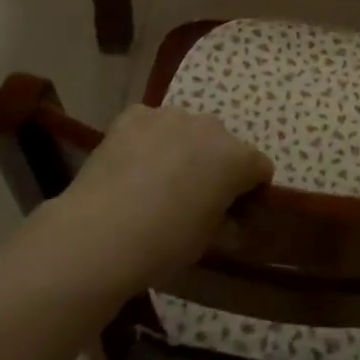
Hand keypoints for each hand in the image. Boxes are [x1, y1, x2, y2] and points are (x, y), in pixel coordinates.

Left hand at [61, 105, 273, 287]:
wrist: (100, 233)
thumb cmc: (164, 244)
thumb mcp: (205, 243)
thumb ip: (224, 223)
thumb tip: (229, 221)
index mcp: (236, 158)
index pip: (259, 167)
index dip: (250, 189)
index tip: (235, 210)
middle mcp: (209, 127)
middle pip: (222, 144)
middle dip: (213, 165)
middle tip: (192, 197)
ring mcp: (170, 116)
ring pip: (185, 130)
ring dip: (181, 149)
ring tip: (155, 182)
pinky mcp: (134, 115)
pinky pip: (150, 125)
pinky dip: (147, 141)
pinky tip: (130, 168)